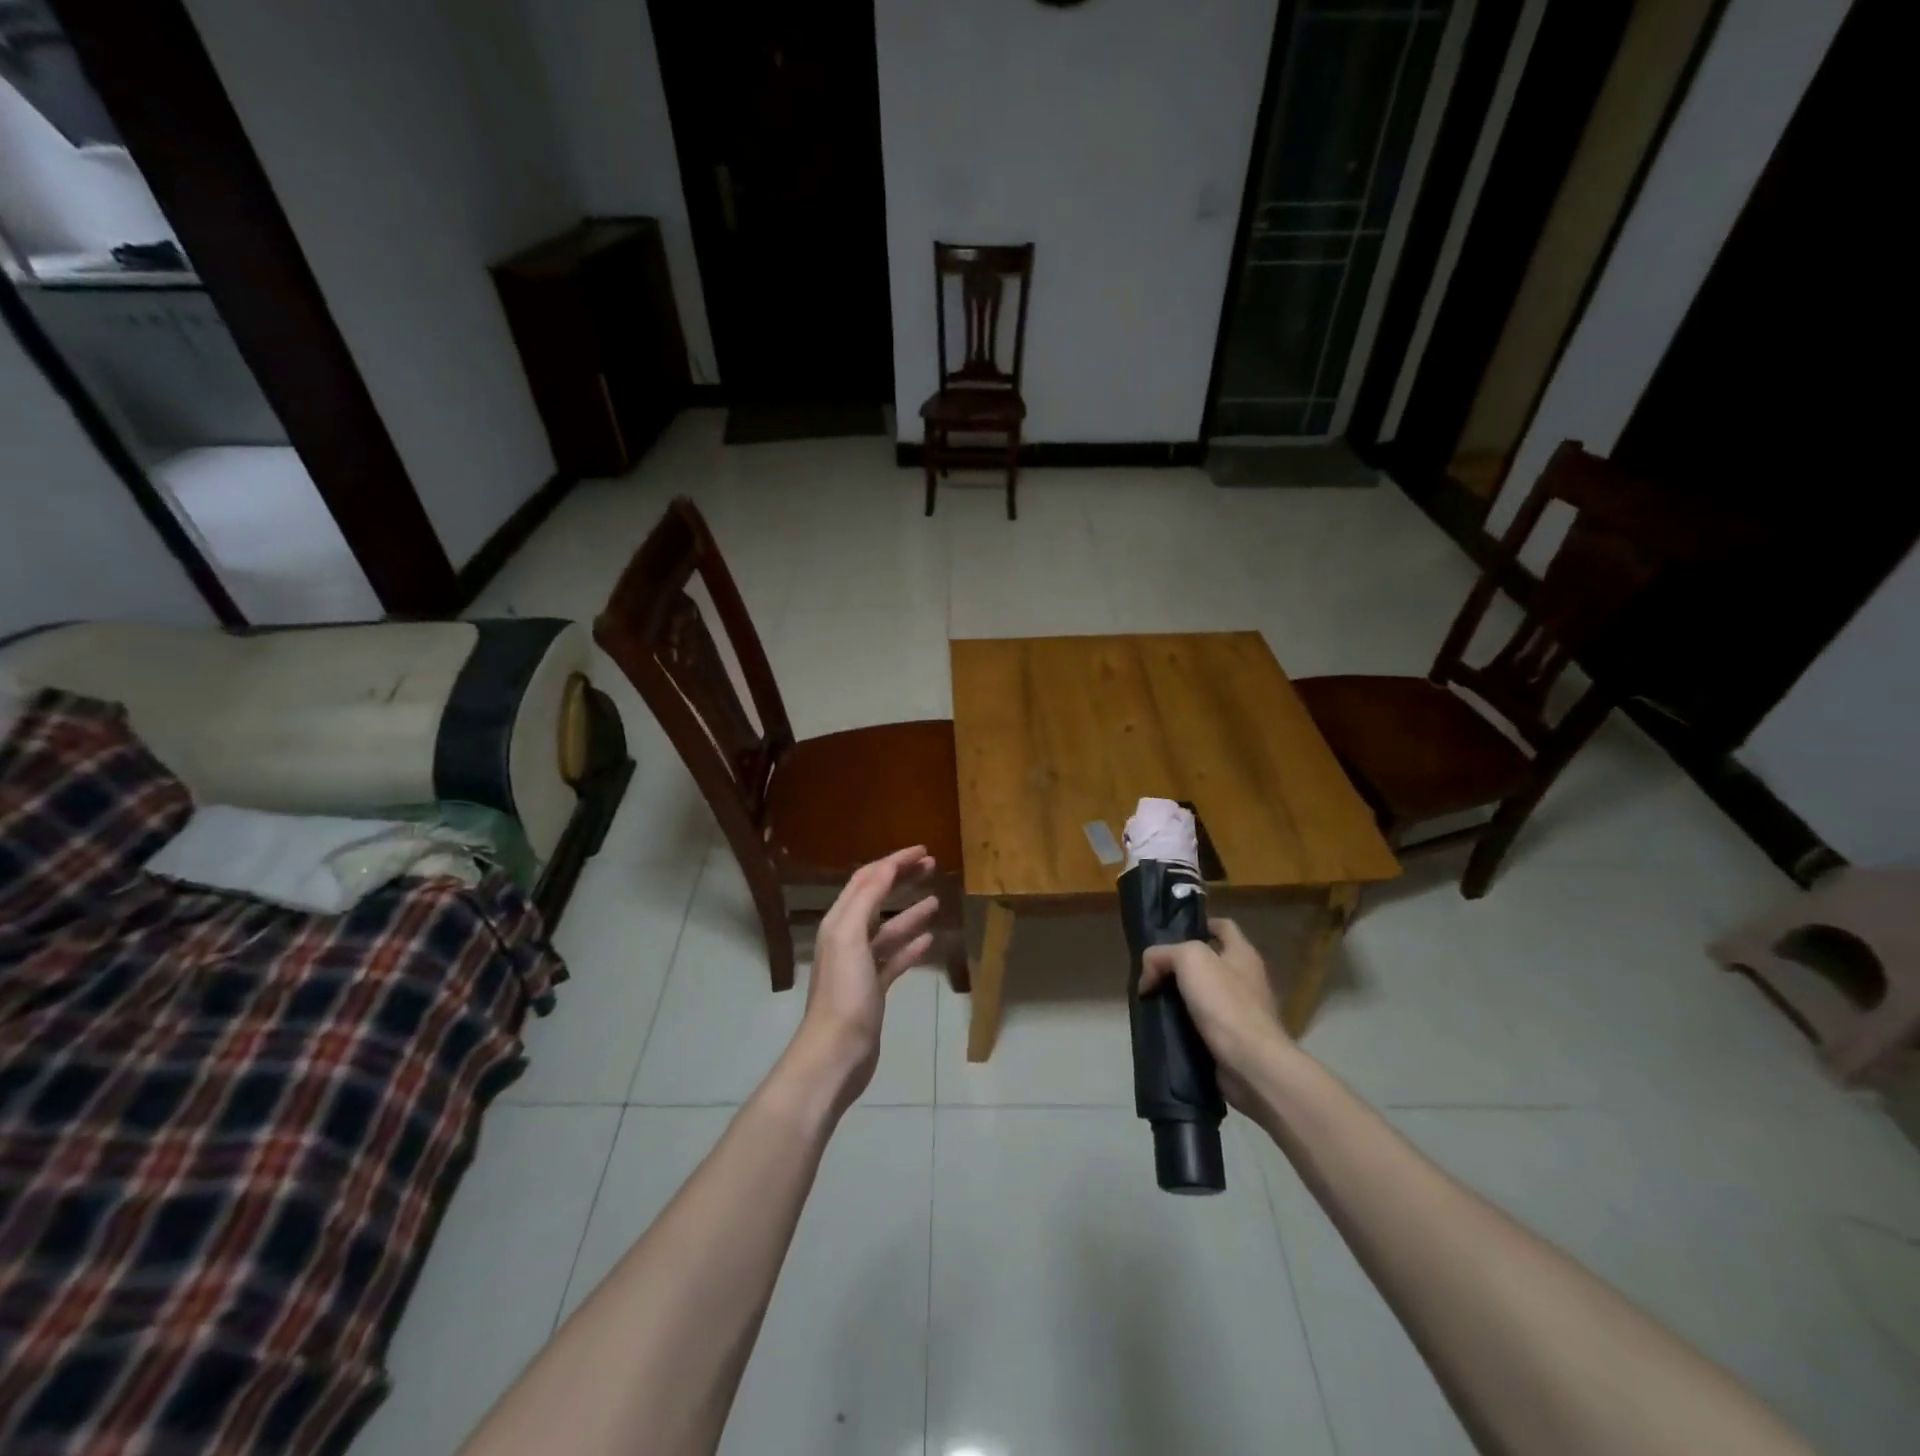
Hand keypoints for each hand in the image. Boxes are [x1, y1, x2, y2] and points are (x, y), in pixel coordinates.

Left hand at [789, 846, 940, 1109]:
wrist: (837, 1052)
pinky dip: (911, 945)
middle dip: (902, 879)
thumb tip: (885, 867)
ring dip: (910, 912)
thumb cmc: (844, 992)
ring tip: (936, 900)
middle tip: (932, 866)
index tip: (923, 851)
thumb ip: (865, 899)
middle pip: (877, 898)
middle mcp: (848, 938)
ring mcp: (861, 965)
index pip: (867, 879)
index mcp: (840, 922)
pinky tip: (930, 939)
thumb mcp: (849, 937)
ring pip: (889, 929)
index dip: (893, 861)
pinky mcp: (874, 988)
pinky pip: (895, 958)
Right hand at [1140, 919, 1286, 1112]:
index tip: (1170, 934)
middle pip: (1209, 960)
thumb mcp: (1189, 960)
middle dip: (1180, 964)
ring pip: (1203, 992)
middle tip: (1153, 970)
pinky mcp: (1234, 1038)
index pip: (1222, 925)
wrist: (1251, 1064)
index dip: (1198, 924)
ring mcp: (1242, 1010)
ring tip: (1152, 998)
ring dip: (1179, 995)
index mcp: (1243, 954)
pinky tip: (1166, 1024)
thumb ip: (1162, 955)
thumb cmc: (1225, 1003)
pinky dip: (1185, 1021)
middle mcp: (1246, 978)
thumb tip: (1148, 976)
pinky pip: (1204, 1021)